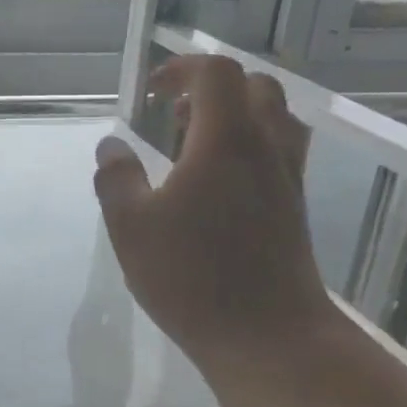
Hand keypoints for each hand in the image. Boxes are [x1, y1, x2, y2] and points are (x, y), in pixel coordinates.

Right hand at [93, 55, 337, 360]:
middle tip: (174, 115)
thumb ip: (116, 178)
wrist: (270, 338)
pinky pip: (279, 152)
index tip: (151, 91)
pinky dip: (248, 146)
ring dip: (235, 115)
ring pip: (275, 119)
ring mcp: (287, 179)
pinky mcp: (295, 208)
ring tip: (194, 145)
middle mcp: (265, 149)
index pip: (217, 73)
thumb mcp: (131, 226)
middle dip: (212, 87)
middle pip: (255, 86)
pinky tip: (216, 185)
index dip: (182, 68)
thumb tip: (111, 147)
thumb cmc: (193, 277)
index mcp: (226, 141)